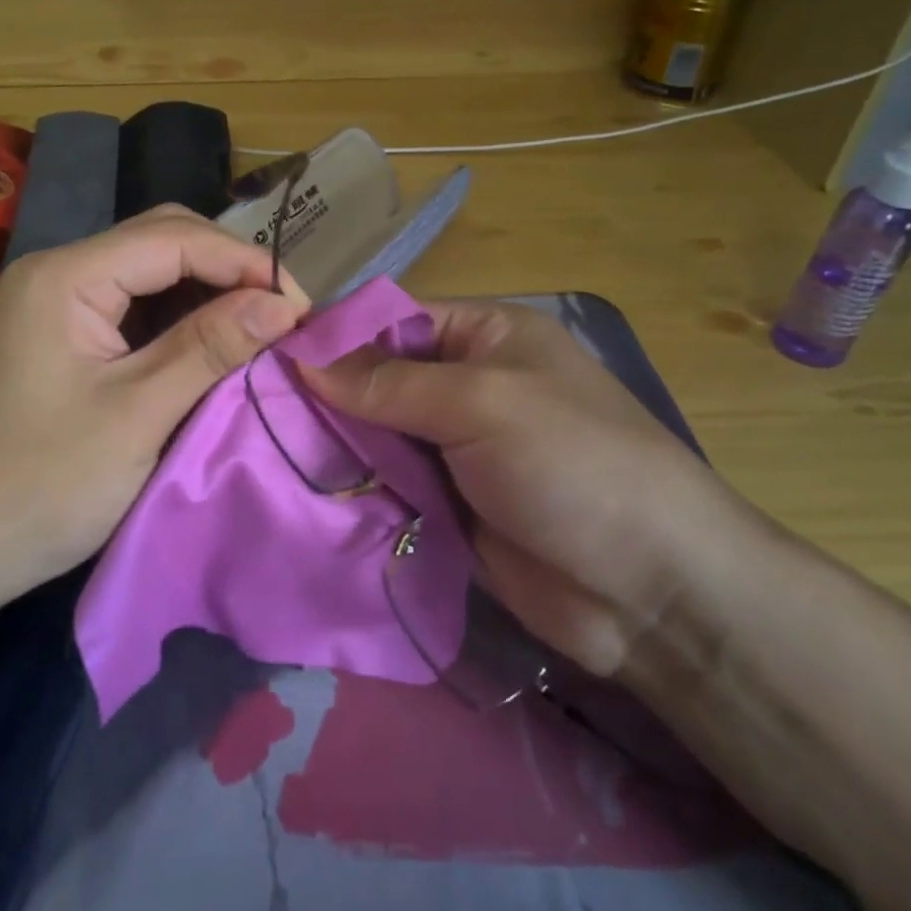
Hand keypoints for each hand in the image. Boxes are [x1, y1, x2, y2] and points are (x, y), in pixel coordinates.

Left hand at [0, 208, 309, 607]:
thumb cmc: (38, 486)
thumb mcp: (136, 415)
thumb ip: (210, 348)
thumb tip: (284, 304)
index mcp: (66, 276)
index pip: (173, 237)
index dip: (244, 262)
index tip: (299, 305)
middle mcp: (58, 273)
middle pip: (161, 241)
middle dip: (227, 269)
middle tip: (282, 313)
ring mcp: (55, 305)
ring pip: (149, 274)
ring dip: (207, 294)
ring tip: (260, 327)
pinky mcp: (61, 339)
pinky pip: (132, 310)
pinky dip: (179, 321)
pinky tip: (212, 345)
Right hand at [304, 301, 766, 678]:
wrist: (651, 590)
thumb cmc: (573, 464)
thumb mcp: (481, 404)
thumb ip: (389, 383)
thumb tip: (303, 358)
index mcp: (485, 337)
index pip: (393, 321)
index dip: (336, 337)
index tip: (270, 358)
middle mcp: (467, 386)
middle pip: (378, 380)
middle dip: (328, 398)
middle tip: (258, 414)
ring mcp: (457, 450)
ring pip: (378, 438)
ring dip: (338, 450)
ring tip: (267, 454)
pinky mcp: (449, 508)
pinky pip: (390, 489)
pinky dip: (357, 493)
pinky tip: (304, 496)